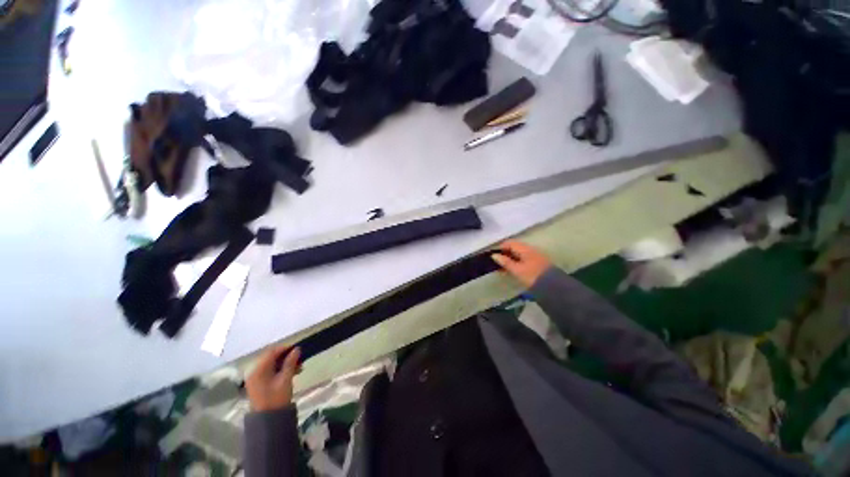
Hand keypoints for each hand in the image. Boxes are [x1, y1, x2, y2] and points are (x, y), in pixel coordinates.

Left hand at [246, 346, 300, 411]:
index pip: (271, 352)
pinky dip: (281, 370)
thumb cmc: (276, 398)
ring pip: (272, 365)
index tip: (298, 349)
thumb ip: (290, 363)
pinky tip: (292, 373)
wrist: (268, 420)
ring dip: (285, 364)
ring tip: (299, 367)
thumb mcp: (285, 379)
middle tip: (299, 359)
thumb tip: (296, 349)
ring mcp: (255, 379)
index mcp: (258, 370)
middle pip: (271, 358)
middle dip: (286, 357)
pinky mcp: (259, 385)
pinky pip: (270, 372)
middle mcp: (254, 372)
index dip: (285, 348)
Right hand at [491, 240, 551, 287]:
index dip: (500, 248)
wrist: (553, 286)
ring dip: (511, 258)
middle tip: (497, 263)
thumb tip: (494, 255)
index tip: (494, 256)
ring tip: (504, 268)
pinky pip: (524, 258)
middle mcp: (530, 249)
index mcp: (524, 249)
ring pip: (519, 253)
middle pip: (514, 247)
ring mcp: (535, 255)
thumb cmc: (532, 276)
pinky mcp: (538, 262)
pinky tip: (514, 269)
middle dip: (505, 253)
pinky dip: (517, 261)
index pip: (509, 243)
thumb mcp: (516, 270)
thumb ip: (505, 262)